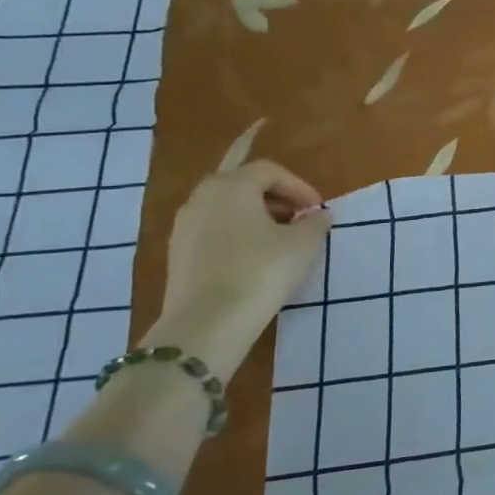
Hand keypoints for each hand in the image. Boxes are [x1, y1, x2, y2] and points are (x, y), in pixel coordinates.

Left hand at [150, 161, 331, 379]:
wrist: (208, 323)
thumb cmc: (261, 271)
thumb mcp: (303, 244)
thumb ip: (315, 223)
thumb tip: (317, 215)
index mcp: (231, 186)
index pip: (269, 170)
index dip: (299, 186)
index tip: (317, 210)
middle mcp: (202, 198)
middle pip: (242, 184)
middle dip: (275, 197)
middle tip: (298, 217)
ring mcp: (184, 226)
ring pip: (226, 208)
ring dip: (255, 216)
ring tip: (279, 240)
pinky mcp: (178, 254)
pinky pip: (213, 231)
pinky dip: (237, 235)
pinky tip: (255, 260)